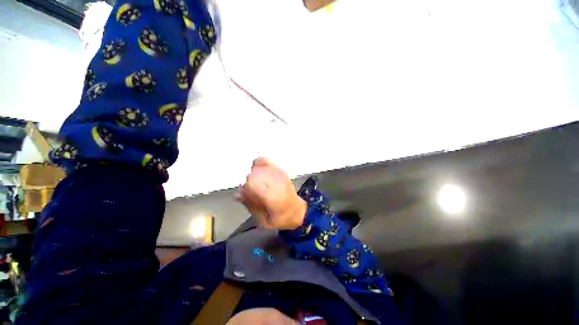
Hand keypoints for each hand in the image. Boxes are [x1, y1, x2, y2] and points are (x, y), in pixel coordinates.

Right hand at [236, 158, 306, 229]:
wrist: (296, 210)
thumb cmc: (280, 218)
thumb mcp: (263, 220)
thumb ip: (251, 206)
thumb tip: (238, 194)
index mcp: (272, 196)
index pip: (253, 182)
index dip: (246, 187)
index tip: (246, 194)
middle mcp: (276, 182)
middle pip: (254, 172)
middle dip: (249, 181)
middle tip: (252, 190)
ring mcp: (279, 174)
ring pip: (259, 165)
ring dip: (254, 173)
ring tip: (258, 183)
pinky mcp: (281, 170)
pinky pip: (266, 161)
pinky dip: (259, 163)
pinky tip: (259, 171)